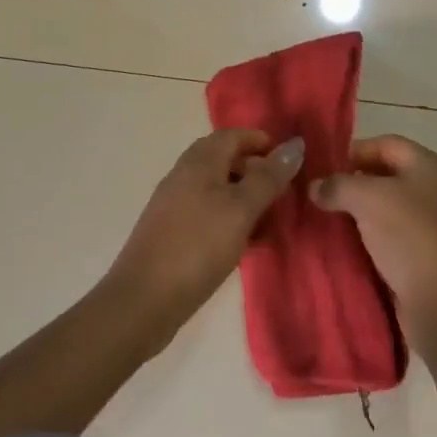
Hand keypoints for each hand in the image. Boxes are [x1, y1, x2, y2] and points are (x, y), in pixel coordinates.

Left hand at [104, 129, 303, 342]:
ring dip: (245, 199)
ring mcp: (174, 205)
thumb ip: (268, 178)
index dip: (260, 141)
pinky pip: (208, 215)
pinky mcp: (172, 234)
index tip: (288, 159)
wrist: (143, 301)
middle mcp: (184, 176)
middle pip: (224, 160)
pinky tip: (245, 245)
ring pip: (217, 190)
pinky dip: (230, 220)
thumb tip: (294, 144)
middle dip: (255, 171)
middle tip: (283, 193)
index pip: (232, 135)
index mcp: (199, 162)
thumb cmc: (197, 246)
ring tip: (270, 223)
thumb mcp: (240, 210)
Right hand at [309, 134, 436, 348]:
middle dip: (353, 183)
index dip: (354, 151)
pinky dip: (369, 238)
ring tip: (326, 219)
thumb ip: (337, 185)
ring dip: (358, 213)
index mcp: (430, 165)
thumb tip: (314, 187)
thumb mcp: (367, 199)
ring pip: (387, 208)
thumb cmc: (410, 236)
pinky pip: (392, 236)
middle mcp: (436, 189)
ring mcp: (434, 224)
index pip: (386, 144)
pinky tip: (345, 245)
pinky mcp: (427, 255)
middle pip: (386, 175)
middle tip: (320, 194)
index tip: (323, 168)